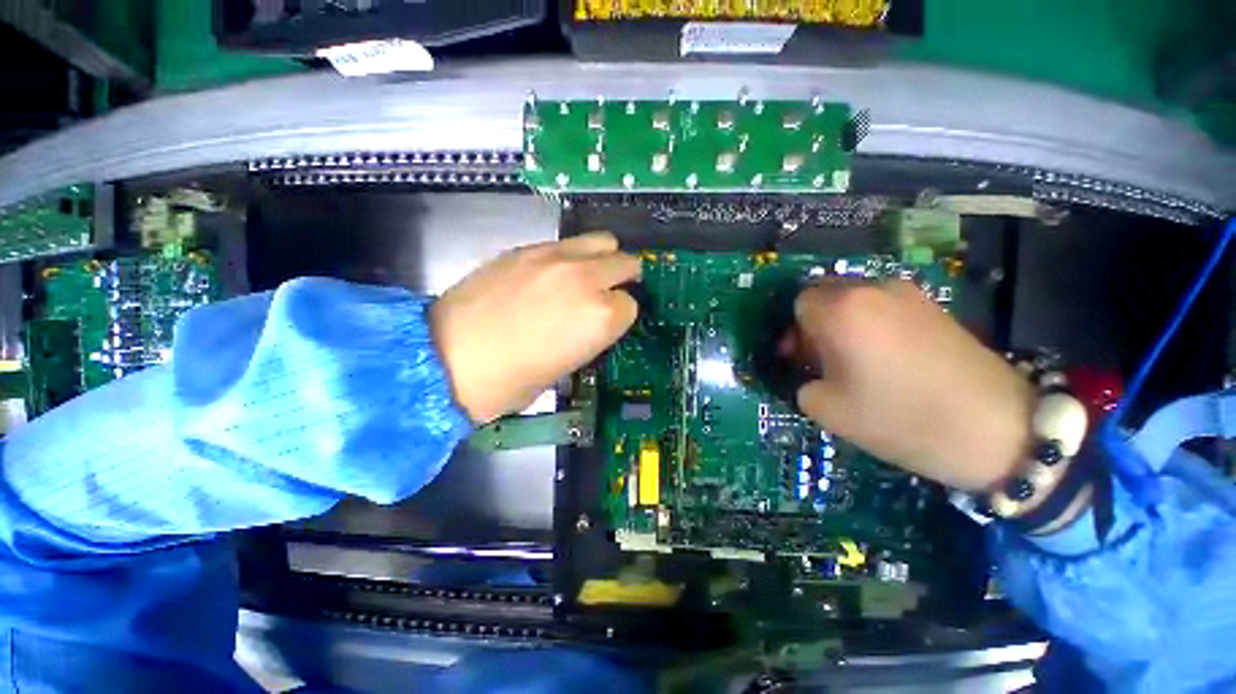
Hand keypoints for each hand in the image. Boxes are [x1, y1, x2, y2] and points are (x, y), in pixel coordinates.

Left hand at [431, 232, 639, 423]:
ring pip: (602, 241)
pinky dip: (571, 255)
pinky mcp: (527, 249)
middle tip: (611, 291)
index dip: (620, 316)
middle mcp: (587, 280)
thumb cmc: (511, 381)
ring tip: (589, 274)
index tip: (608, 324)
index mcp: (601, 318)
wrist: (445, 357)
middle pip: (626, 263)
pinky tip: (553, 273)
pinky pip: (566, 243)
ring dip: (603, 258)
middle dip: (625, 278)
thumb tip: (593, 320)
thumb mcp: (566, 367)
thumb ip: (590, 335)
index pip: (631, 306)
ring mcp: (556, 258)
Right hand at [790, 281, 1033, 491]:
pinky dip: (872, 324)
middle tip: (824, 360)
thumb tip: (809, 372)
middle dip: (816, 324)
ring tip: (856, 360)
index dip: (793, 331)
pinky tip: (887, 357)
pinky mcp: (934, 306)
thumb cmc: (900, 418)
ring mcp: (908, 294)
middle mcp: (872, 289)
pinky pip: (884, 306)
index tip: (801, 359)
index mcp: (841, 310)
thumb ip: (801, 382)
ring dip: (844, 323)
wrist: (996, 429)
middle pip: (826, 295)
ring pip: (855, 299)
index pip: (799, 303)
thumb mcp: (827, 410)